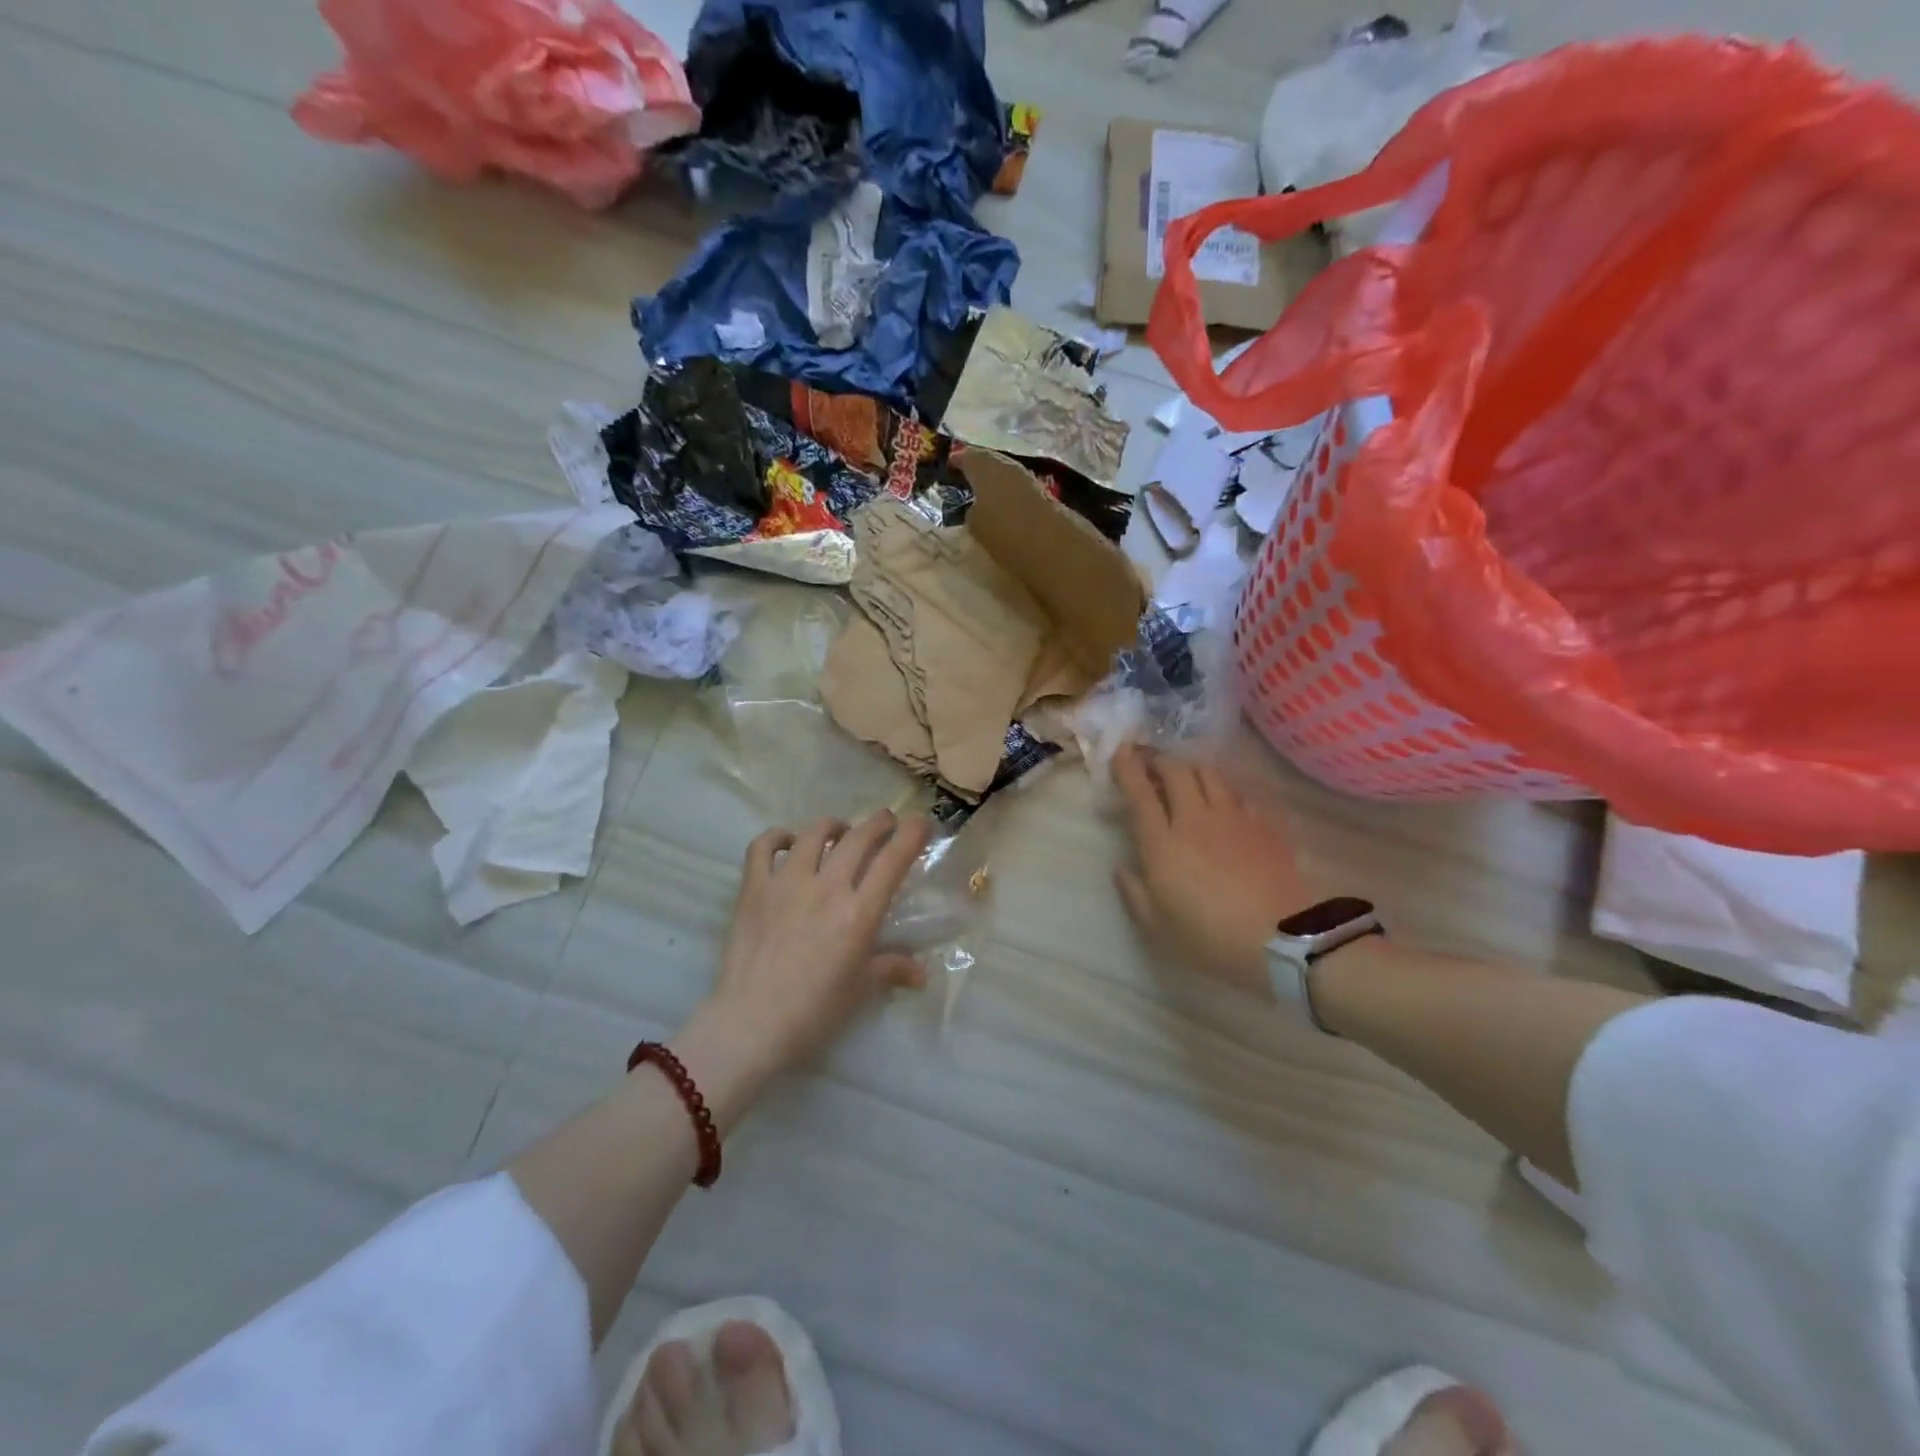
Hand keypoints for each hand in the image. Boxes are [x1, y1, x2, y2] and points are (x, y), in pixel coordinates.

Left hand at [701, 808, 930, 1075]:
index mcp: (859, 912)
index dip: (911, 834)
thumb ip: (891, 969)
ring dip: (834, 826)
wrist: (750, 1024)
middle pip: (858, 837)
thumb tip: (921, 973)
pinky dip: (778, 837)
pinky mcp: (753, 888)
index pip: (893, 860)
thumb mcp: (860, 990)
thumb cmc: (814, 1012)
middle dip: (879, 822)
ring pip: (815, 834)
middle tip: (887, 822)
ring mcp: (786, 883)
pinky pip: (763, 847)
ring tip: (840, 831)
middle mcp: (826, 887)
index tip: (921, 822)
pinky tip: (788, 842)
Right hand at [1112, 745, 1308, 995]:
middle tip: (1151, 763)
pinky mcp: (1262, 825)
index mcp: (1162, 843)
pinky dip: (1224, 790)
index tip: (1121, 751)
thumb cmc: (1209, 938)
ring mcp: (1232, 818)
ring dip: (1191, 768)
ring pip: (1208, 774)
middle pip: (1175, 771)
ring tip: (1186, 776)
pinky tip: (1225, 803)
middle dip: (1159, 760)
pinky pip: (1239, 794)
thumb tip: (1121, 869)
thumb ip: (1134, 893)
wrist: (1281, 940)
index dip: (1127, 768)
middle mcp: (1194, 819)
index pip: (1140, 793)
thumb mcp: (1158, 926)